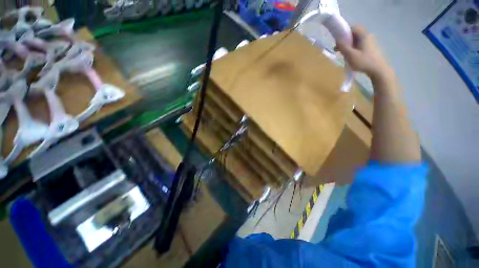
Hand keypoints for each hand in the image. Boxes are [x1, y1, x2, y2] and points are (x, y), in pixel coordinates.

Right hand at [336, 26, 392, 80]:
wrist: (378, 70)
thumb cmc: (364, 62)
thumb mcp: (350, 55)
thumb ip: (343, 46)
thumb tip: (337, 39)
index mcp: (363, 35)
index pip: (353, 27)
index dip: (344, 31)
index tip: (337, 39)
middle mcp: (367, 36)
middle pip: (354, 33)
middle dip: (345, 39)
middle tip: (338, 48)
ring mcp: (370, 42)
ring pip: (356, 39)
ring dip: (348, 44)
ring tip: (343, 53)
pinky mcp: (370, 48)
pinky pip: (359, 44)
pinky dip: (353, 48)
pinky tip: (350, 55)